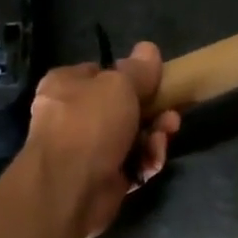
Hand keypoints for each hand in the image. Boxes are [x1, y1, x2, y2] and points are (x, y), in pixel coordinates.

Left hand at [25, 43, 180, 237]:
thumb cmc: (90, 124)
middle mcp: (73, 115)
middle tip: (171, 113)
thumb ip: (138, 69)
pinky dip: (144, 162)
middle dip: (152, 111)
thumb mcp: (119, 85)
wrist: (70, 188)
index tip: (155, 80)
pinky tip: (151, 164)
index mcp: (66, 85)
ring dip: (154, 136)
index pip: (101, 72)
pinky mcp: (102, 178)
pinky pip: (131, 163)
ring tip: (163, 138)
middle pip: (122, 106)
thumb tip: (148, 48)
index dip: (129, 76)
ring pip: (132, 136)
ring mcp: (87, 149)